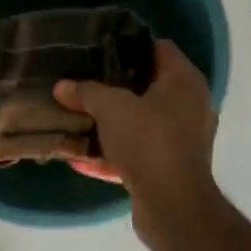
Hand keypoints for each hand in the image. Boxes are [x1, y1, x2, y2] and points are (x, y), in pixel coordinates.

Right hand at [54, 40, 219, 250]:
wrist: (173, 205)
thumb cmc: (149, 141)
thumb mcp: (109, 107)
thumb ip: (85, 92)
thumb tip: (61, 86)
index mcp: (184, 82)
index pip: (159, 48)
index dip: (129, 44)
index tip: (99, 47)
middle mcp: (189, 107)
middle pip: (147, 86)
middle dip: (114, 86)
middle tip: (83, 79)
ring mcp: (181, 140)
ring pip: (140, 122)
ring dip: (110, 123)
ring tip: (77, 116)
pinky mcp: (169, 169)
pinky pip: (136, 153)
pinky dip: (112, 154)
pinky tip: (80, 157)